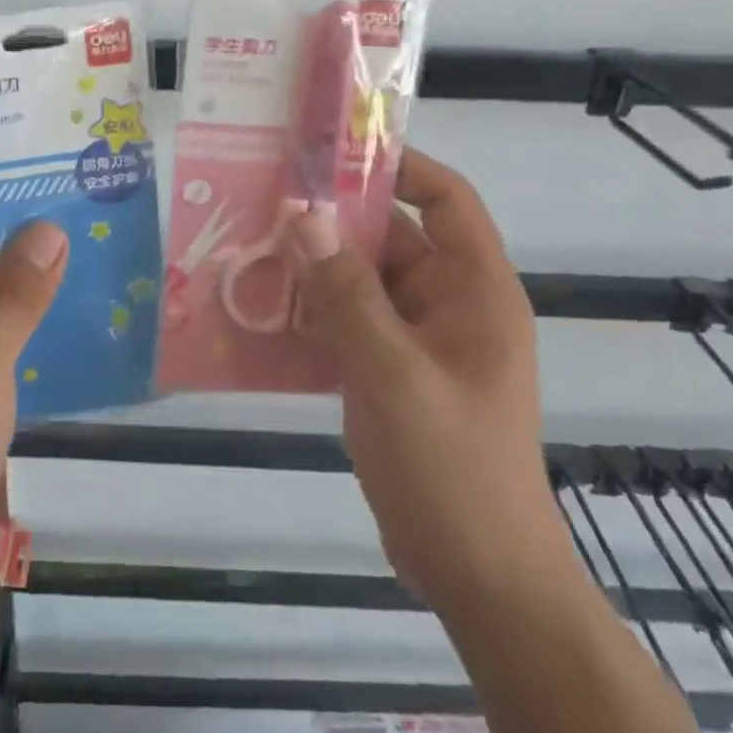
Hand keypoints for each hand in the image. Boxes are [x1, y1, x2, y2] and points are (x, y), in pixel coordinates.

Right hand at [290, 148, 573, 614]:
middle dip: (334, 221)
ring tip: (252, 248)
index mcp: (475, 291)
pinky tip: (265, 310)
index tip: (334, 152)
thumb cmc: (452, 470)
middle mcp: (451, 304)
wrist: (480, 580)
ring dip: (316, 268)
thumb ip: (346, 294)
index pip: (447, 199)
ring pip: (364, 282)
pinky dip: (315, 312)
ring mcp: (421, 341)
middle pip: (392, 238)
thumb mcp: (394, 375)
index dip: (400, 166)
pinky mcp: (394, 373)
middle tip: (266, 200)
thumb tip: (304, 214)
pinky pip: (352, 322)